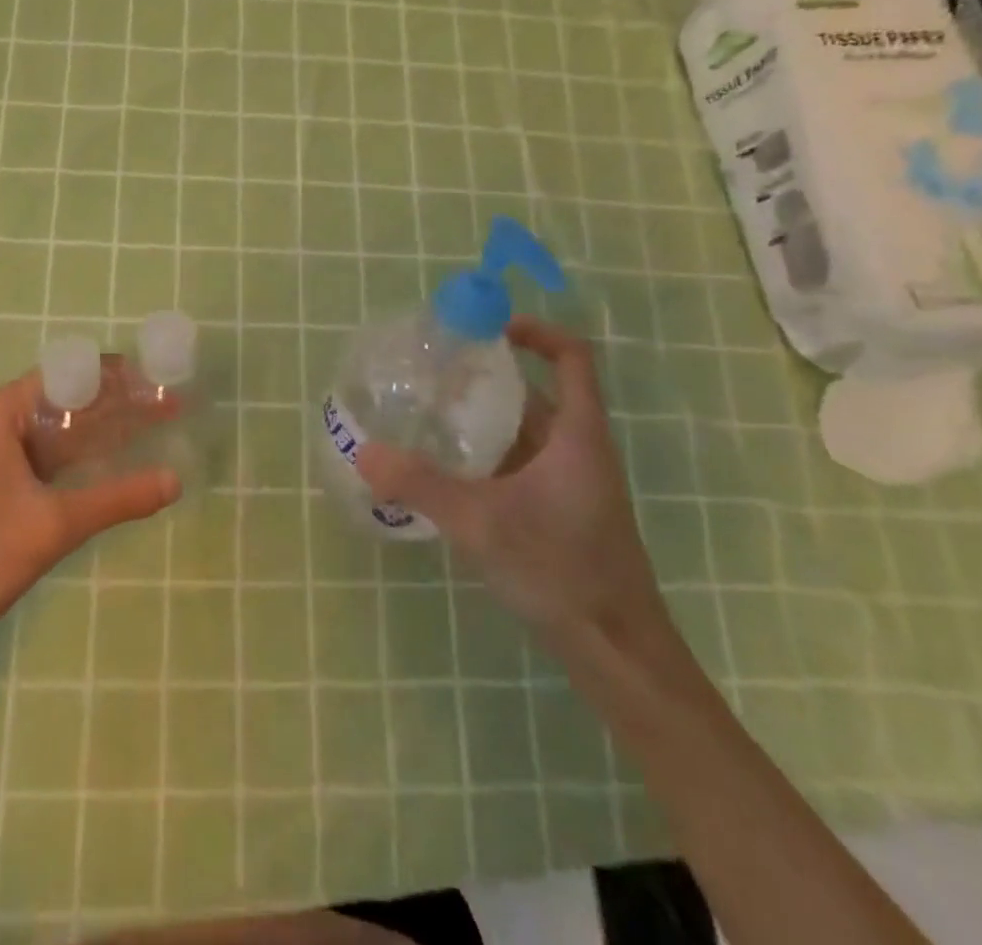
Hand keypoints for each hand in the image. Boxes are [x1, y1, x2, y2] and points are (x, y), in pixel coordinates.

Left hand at [0, 364, 180, 701]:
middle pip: (67, 397)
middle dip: (118, 401)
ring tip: (155, 426)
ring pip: (59, 427)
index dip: (119, 375)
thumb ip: (118, 498)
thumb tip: (176, 480)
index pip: (71, 373)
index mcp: (1, 412)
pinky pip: (47, 453)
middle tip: (170, 405)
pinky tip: (116, 461)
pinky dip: (81, 454)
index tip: (162, 381)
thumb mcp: (54, 524)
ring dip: (103, 428)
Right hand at [354, 317, 667, 646]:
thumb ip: (421, 485)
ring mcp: (573, 484)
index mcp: (578, 435)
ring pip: (526, 433)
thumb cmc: (561, 570)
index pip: (571, 357)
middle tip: (435, 375)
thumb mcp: (482, 523)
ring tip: (430, 416)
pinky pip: (521, 465)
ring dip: (485, 420)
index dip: (535, 331)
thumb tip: (364, 453)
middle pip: (537, 393)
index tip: (487, 328)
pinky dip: (488, 456)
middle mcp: (579, 450)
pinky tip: (448, 473)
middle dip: (488, 378)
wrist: (618, 653)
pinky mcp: (561, 514)